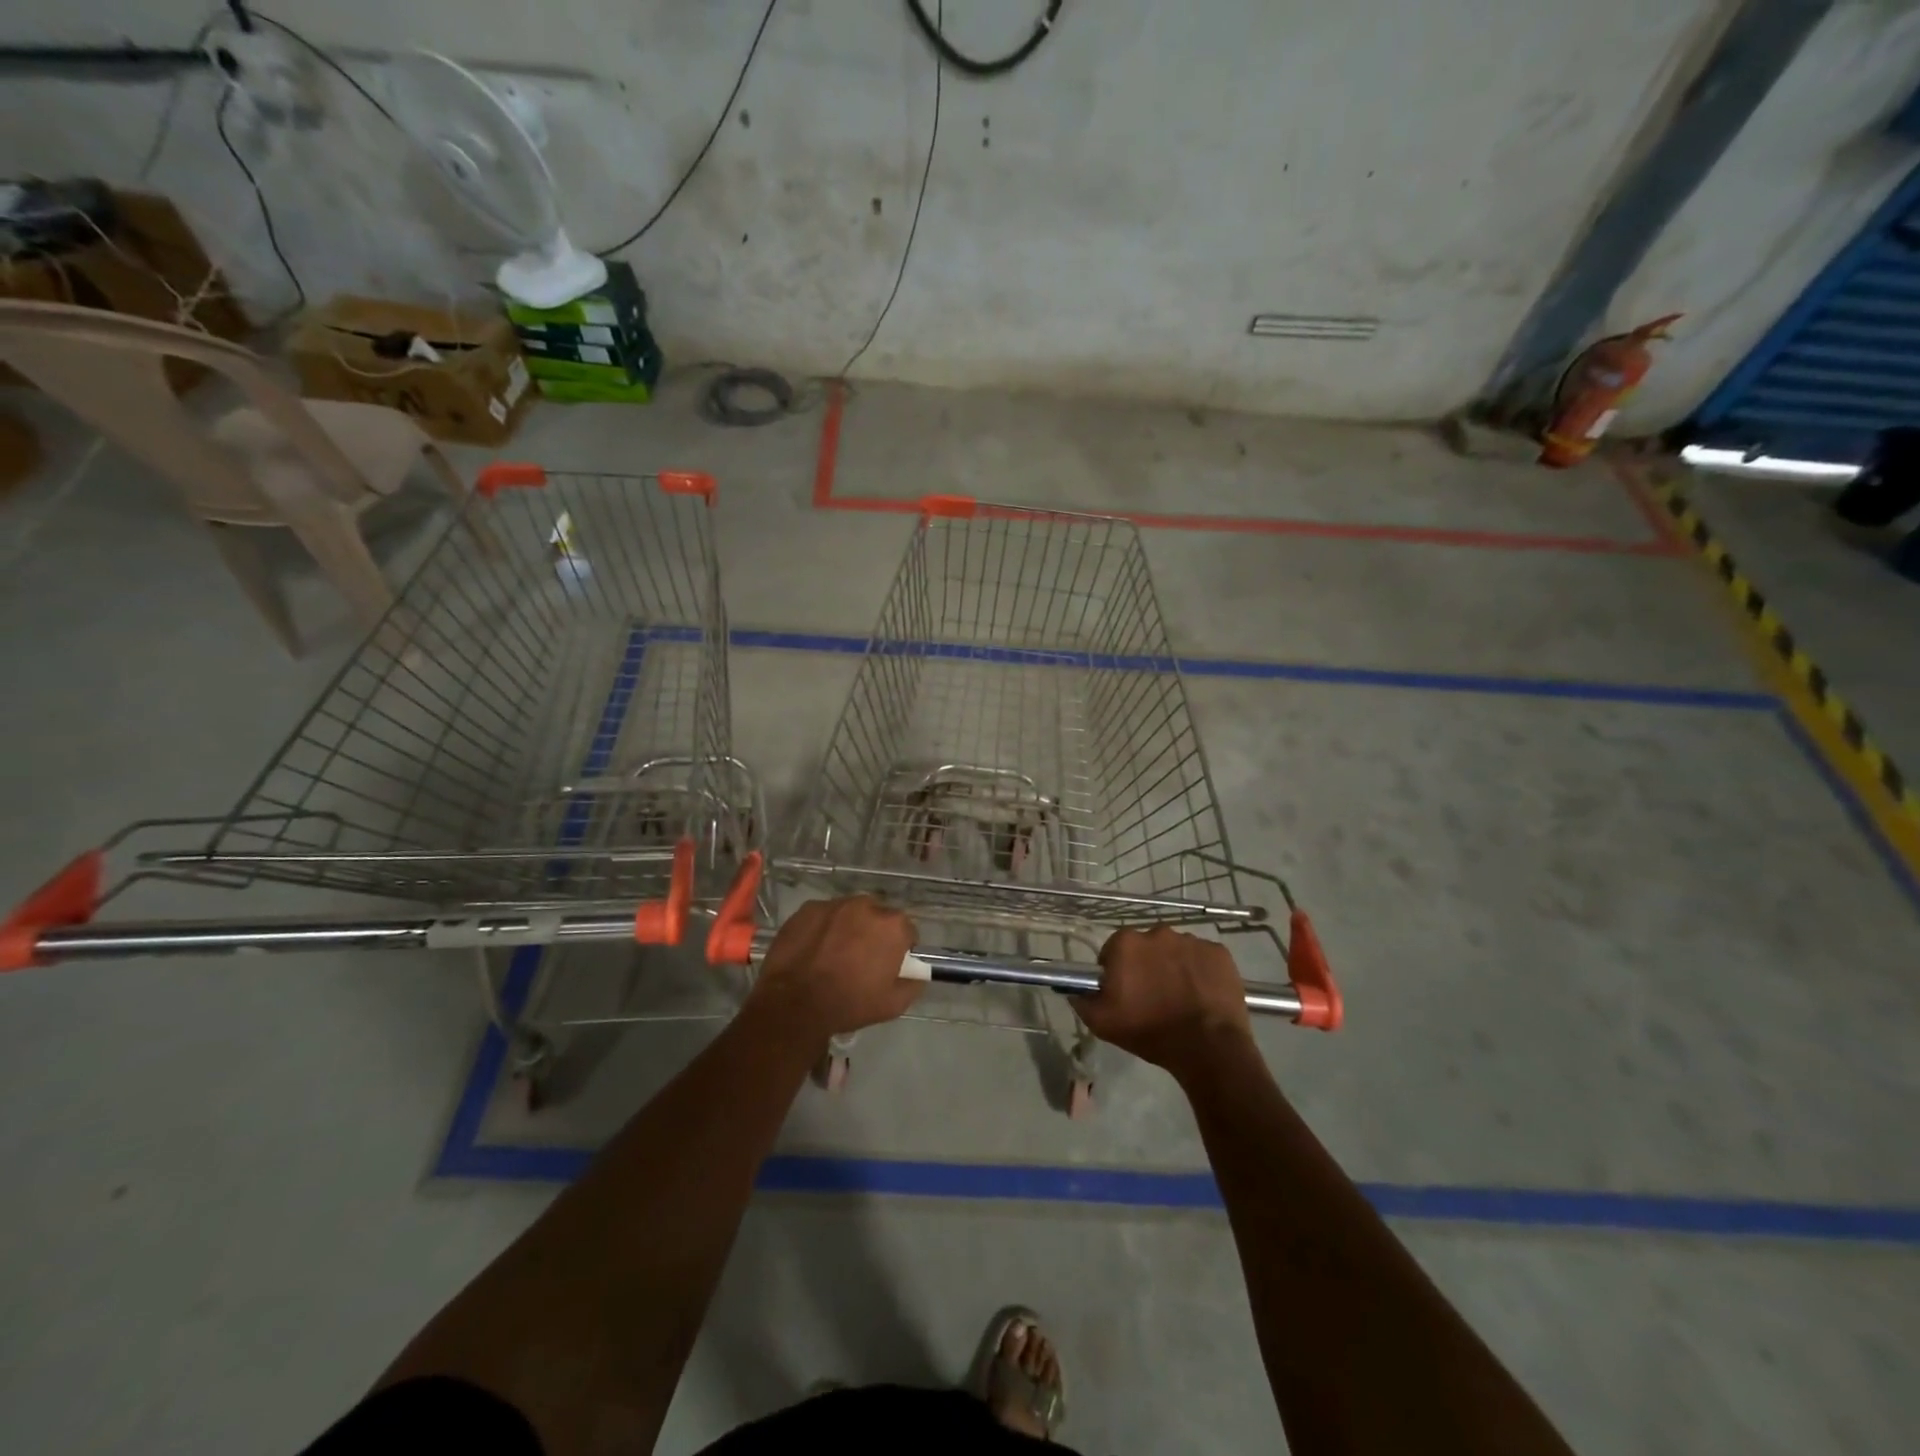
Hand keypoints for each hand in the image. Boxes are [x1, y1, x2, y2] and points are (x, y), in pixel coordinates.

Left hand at [747, 896, 921, 1042]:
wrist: (794, 1004)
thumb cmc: (849, 1004)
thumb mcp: (893, 1005)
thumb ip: (913, 983)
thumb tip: (917, 973)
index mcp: (892, 925)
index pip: (906, 931)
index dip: (900, 948)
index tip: (889, 964)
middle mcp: (866, 906)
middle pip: (878, 917)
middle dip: (874, 934)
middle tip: (861, 960)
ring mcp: (834, 904)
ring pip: (850, 913)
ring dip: (848, 928)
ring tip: (834, 954)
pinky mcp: (808, 909)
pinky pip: (824, 916)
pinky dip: (824, 928)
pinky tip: (814, 950)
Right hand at [1079, 926, 1253, 1080]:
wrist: (1208, 1046)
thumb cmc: (1150, 1031)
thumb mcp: (1102, 1023)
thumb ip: (1082, 1001)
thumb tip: (1075, 990)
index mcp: (1126, 943)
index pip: (1113, 951)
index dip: (1117, 971)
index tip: (1124, 992)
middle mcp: (1158, 932)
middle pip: (1146, 947)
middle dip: (1146, 966)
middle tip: (1152, 996)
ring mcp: (1192, 941)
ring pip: (1175, 951)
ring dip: (1174, 967)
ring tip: (1180, 998)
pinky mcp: (1219, 953)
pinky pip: (1203, 958)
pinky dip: (1200, 972)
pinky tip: (1202, 995)